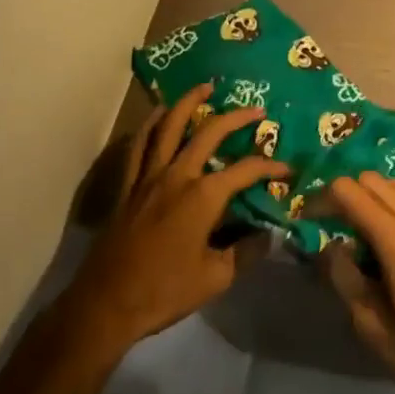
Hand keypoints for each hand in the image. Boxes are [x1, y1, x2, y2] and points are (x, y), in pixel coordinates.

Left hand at [62, 83, 287, 353]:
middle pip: (209, 133)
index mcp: (203, 196)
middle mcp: (177, 175)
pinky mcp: (128, 186)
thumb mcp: (216, 278)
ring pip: (169, 126)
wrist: (106, 305)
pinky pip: (139, 145)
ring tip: (204, 88)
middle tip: (255, 110)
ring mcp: (149, 177)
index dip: (270, 167)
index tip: (288, 169)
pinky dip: (149, 124)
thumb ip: (247, 252)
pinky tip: (158, 113)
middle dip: (235, 118)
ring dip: (188, 103)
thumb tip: (272, 235)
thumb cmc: (164, 292)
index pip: (246, 170)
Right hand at [320, 172, 394, 393]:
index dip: (322, 198)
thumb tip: (330, 247)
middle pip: (372, 179)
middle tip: (329, 224)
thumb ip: (346, 280)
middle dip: (345, 193)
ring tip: (357, 232)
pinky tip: (390, 241)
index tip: (307, 218)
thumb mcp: (375, 330)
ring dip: (371, 197)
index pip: (350, 192)